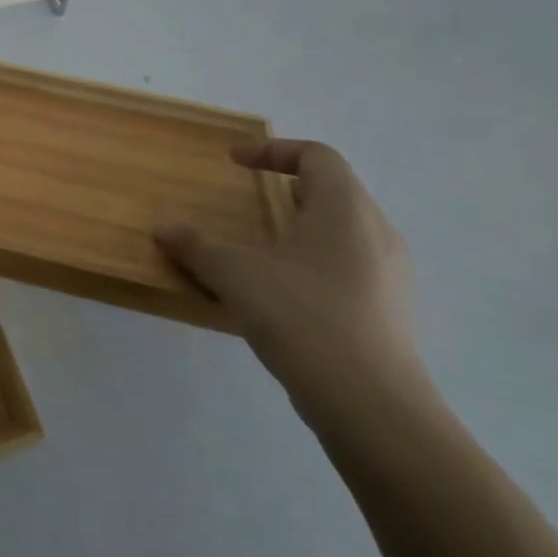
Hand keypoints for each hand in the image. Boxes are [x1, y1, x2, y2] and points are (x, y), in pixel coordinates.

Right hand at [155, 140, 426, 420]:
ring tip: (266, 247)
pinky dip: (317, 264)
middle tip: (252, 200)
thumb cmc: (302, 316)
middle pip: (336, 190)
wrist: (373, 406)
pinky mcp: (393, 313)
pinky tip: (287, 295)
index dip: (274, 150)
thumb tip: (164, 229)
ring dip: (305, 228)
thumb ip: (197, 246)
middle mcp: (377, 233)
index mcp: (345, 209)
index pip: (318, 155)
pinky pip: (353, 268)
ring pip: (347, 232)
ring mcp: (392, 276)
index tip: (235, 162)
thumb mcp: (235, 275)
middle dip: (290, 189)